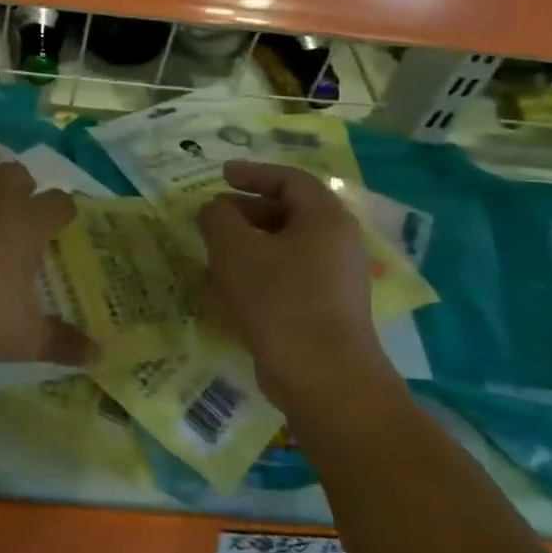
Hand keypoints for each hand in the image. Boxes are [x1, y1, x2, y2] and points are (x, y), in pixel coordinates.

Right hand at [198, 160, 387, 398]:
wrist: (324, 379)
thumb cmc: (279, 301)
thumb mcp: (234, 249)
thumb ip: (218, 217)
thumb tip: (215, 209)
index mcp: (325, 217)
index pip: (290, 179)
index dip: (253, 172)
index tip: (221, 175)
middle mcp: (338, 242)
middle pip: (289, 212)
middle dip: (246, 210)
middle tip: (213, 218)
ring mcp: (336, 279)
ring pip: (287, 247)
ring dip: (249, 244)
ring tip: (214, 254)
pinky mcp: (328, 310)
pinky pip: (290, 276)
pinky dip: (260, 271)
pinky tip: (230, 290)